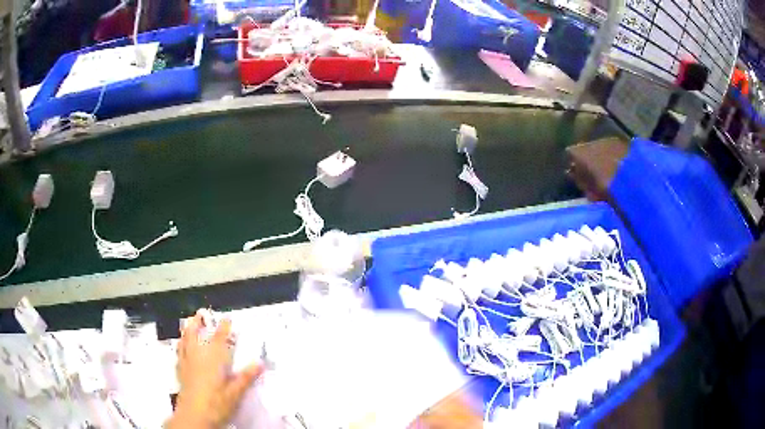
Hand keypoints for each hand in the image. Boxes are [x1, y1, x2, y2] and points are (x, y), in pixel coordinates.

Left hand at [166, 311, 262, 428]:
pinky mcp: (180, 372)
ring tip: (188, 323)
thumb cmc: (217, 404)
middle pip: (196, 336)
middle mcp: (197, 357)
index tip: (227, 318)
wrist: (194, 417)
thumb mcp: (235, 393)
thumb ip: (246, 377)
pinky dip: (180, 346)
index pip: (219, 340)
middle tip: (200, 313)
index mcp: (212, 360)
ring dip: (187, 331)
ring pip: (185, 342)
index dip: (223, 328)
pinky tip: (180, 346)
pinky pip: (179, 353)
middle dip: (198, 323)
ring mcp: (186, 364)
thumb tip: (260, 363)